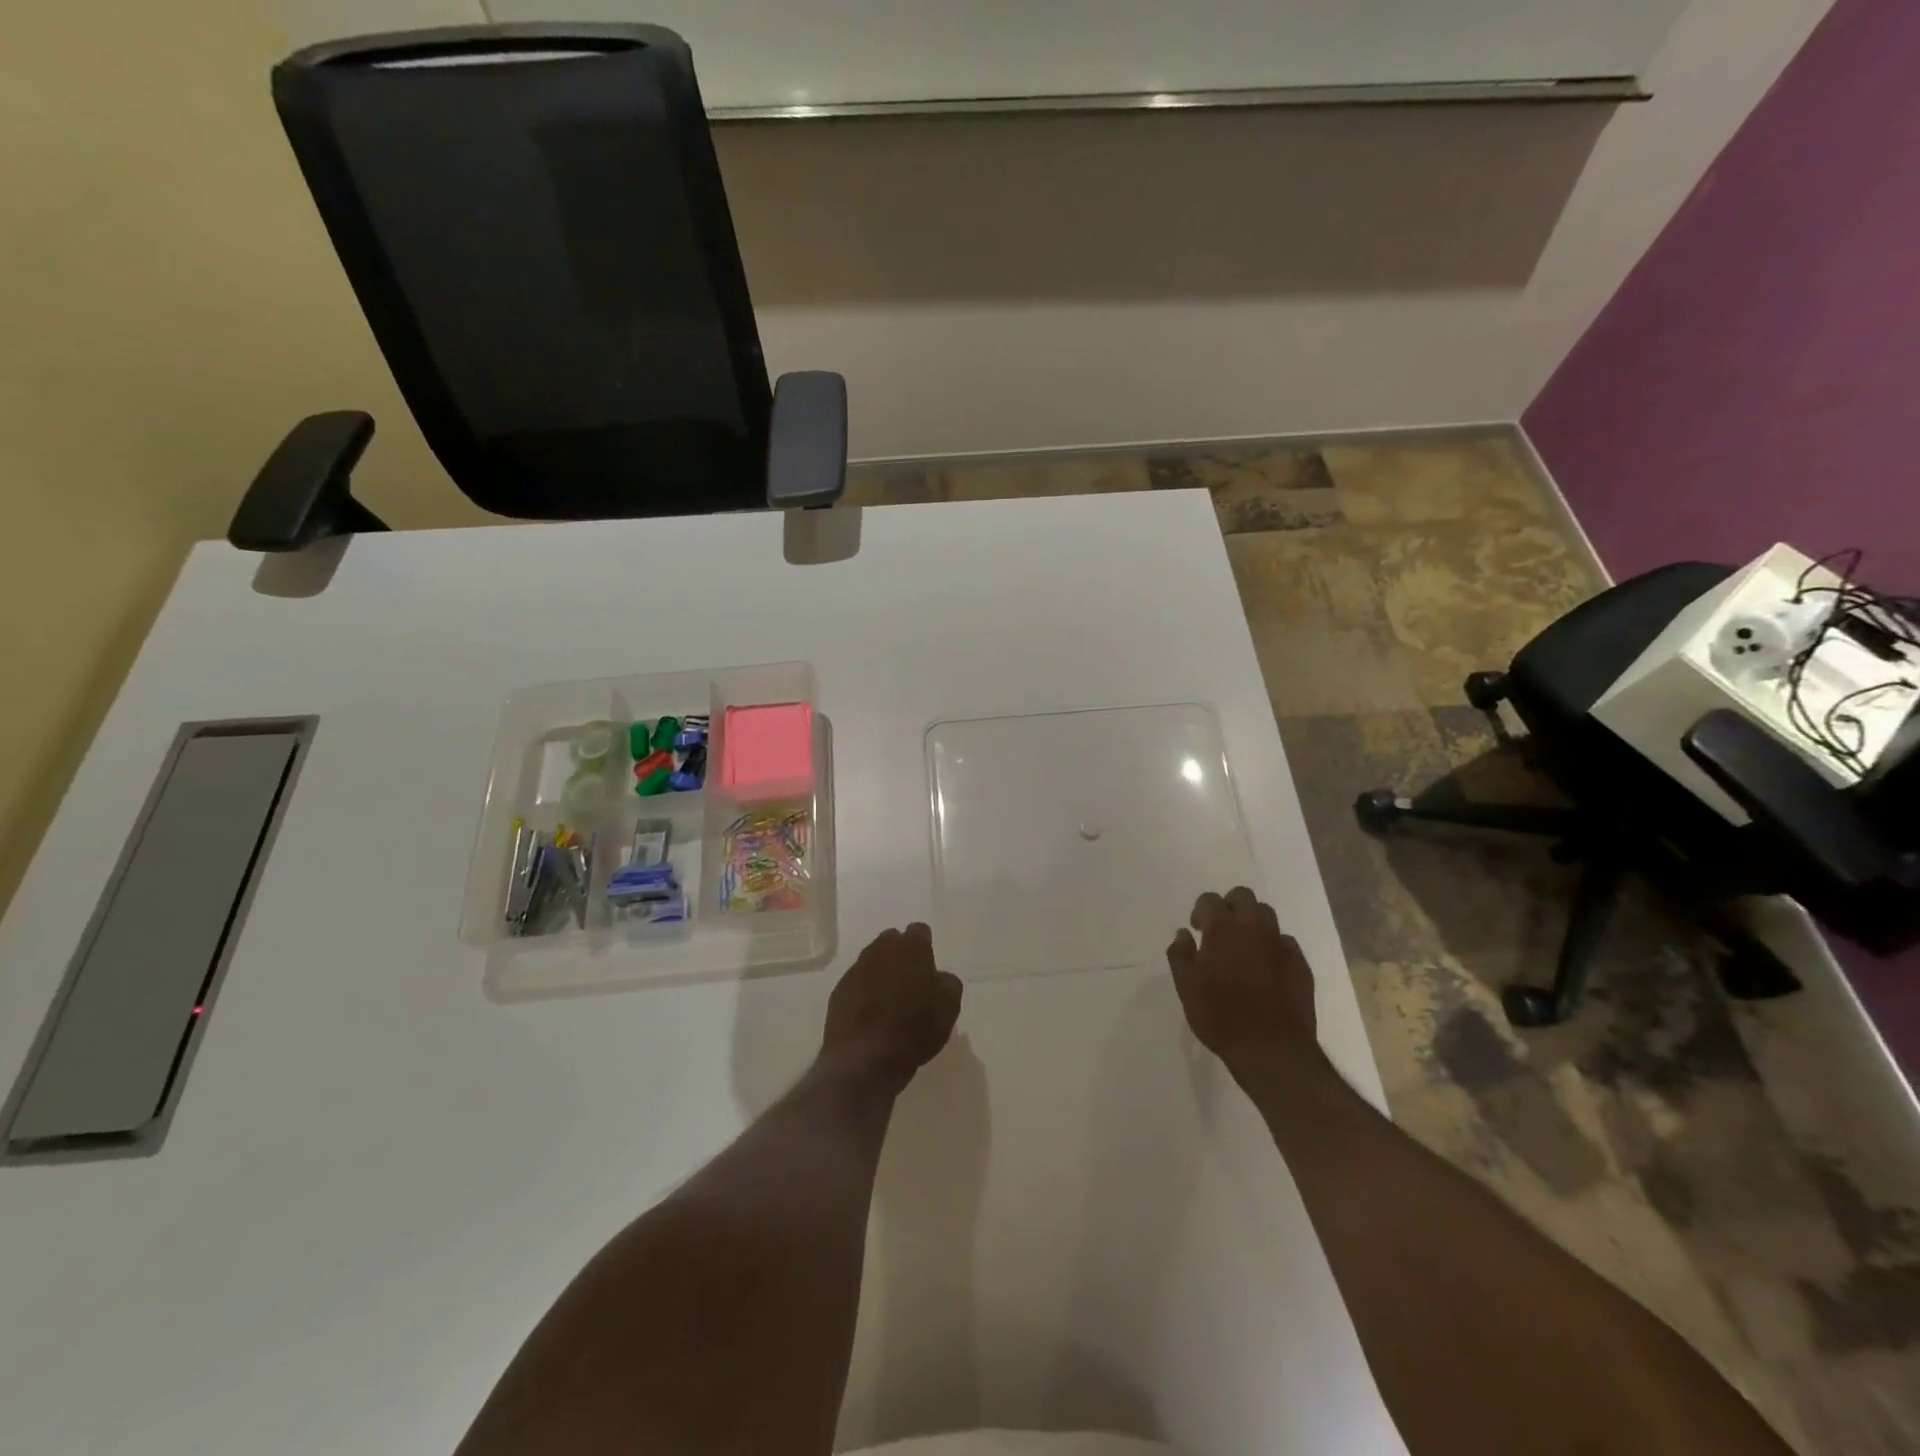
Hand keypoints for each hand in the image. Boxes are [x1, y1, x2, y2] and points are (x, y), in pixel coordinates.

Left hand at [822, 923, 962, 1091]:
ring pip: (872, 960)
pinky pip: (856, 982)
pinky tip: (870, 1013)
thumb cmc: (914, 1028)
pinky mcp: (838, 990)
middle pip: (892, 941)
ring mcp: (856, 968)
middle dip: (901, 954)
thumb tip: (939, 977)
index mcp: (911, 947)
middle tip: (910, 980)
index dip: (925, 946)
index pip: (920, 931)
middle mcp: (880, 949)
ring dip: (881, 972)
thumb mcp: (949, 1007)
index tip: (928, 965)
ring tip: (889, 998)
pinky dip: (863, 991)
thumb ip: (947, 983)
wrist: (865, 1058)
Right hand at [1167, 887, 1319, 1077]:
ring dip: (1253, 923)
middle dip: (1230, 906)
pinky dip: (1273, 947)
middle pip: (1243, 897)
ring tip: (1244, 948)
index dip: (1201, 911)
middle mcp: (1254, 927)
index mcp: (1223, 928)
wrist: (1271, 1048)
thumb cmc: (1220, 1015)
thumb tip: (1183, 934)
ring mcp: (1281, 944)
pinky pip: (1285, 942)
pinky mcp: (1301, 964)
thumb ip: (1180, 955)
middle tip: (1221, 931)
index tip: (1197, 930)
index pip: (1210, 900)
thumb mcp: (1186, 987)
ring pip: (1267, 915)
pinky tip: (1266, 969)